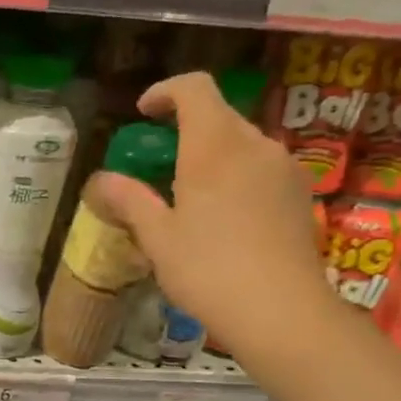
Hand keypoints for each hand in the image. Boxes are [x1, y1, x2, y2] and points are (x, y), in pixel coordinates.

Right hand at [86, 72, 338, 365]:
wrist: (281, 312)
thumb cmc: (208, 269)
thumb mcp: (157, 237)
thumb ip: (129, 200)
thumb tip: (101, 179)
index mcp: (214, 147)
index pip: (194, 88)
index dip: (165, 92)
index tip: (143, 114)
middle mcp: (255, 145)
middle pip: (219, 115)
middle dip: (184, 128)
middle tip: (157, 165)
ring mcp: (284, 168)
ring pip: (241, 143)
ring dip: (211, 154)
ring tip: (187, 195)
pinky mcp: (299, 194)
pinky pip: (260, 167)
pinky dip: (235, 175)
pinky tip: (222, 216)